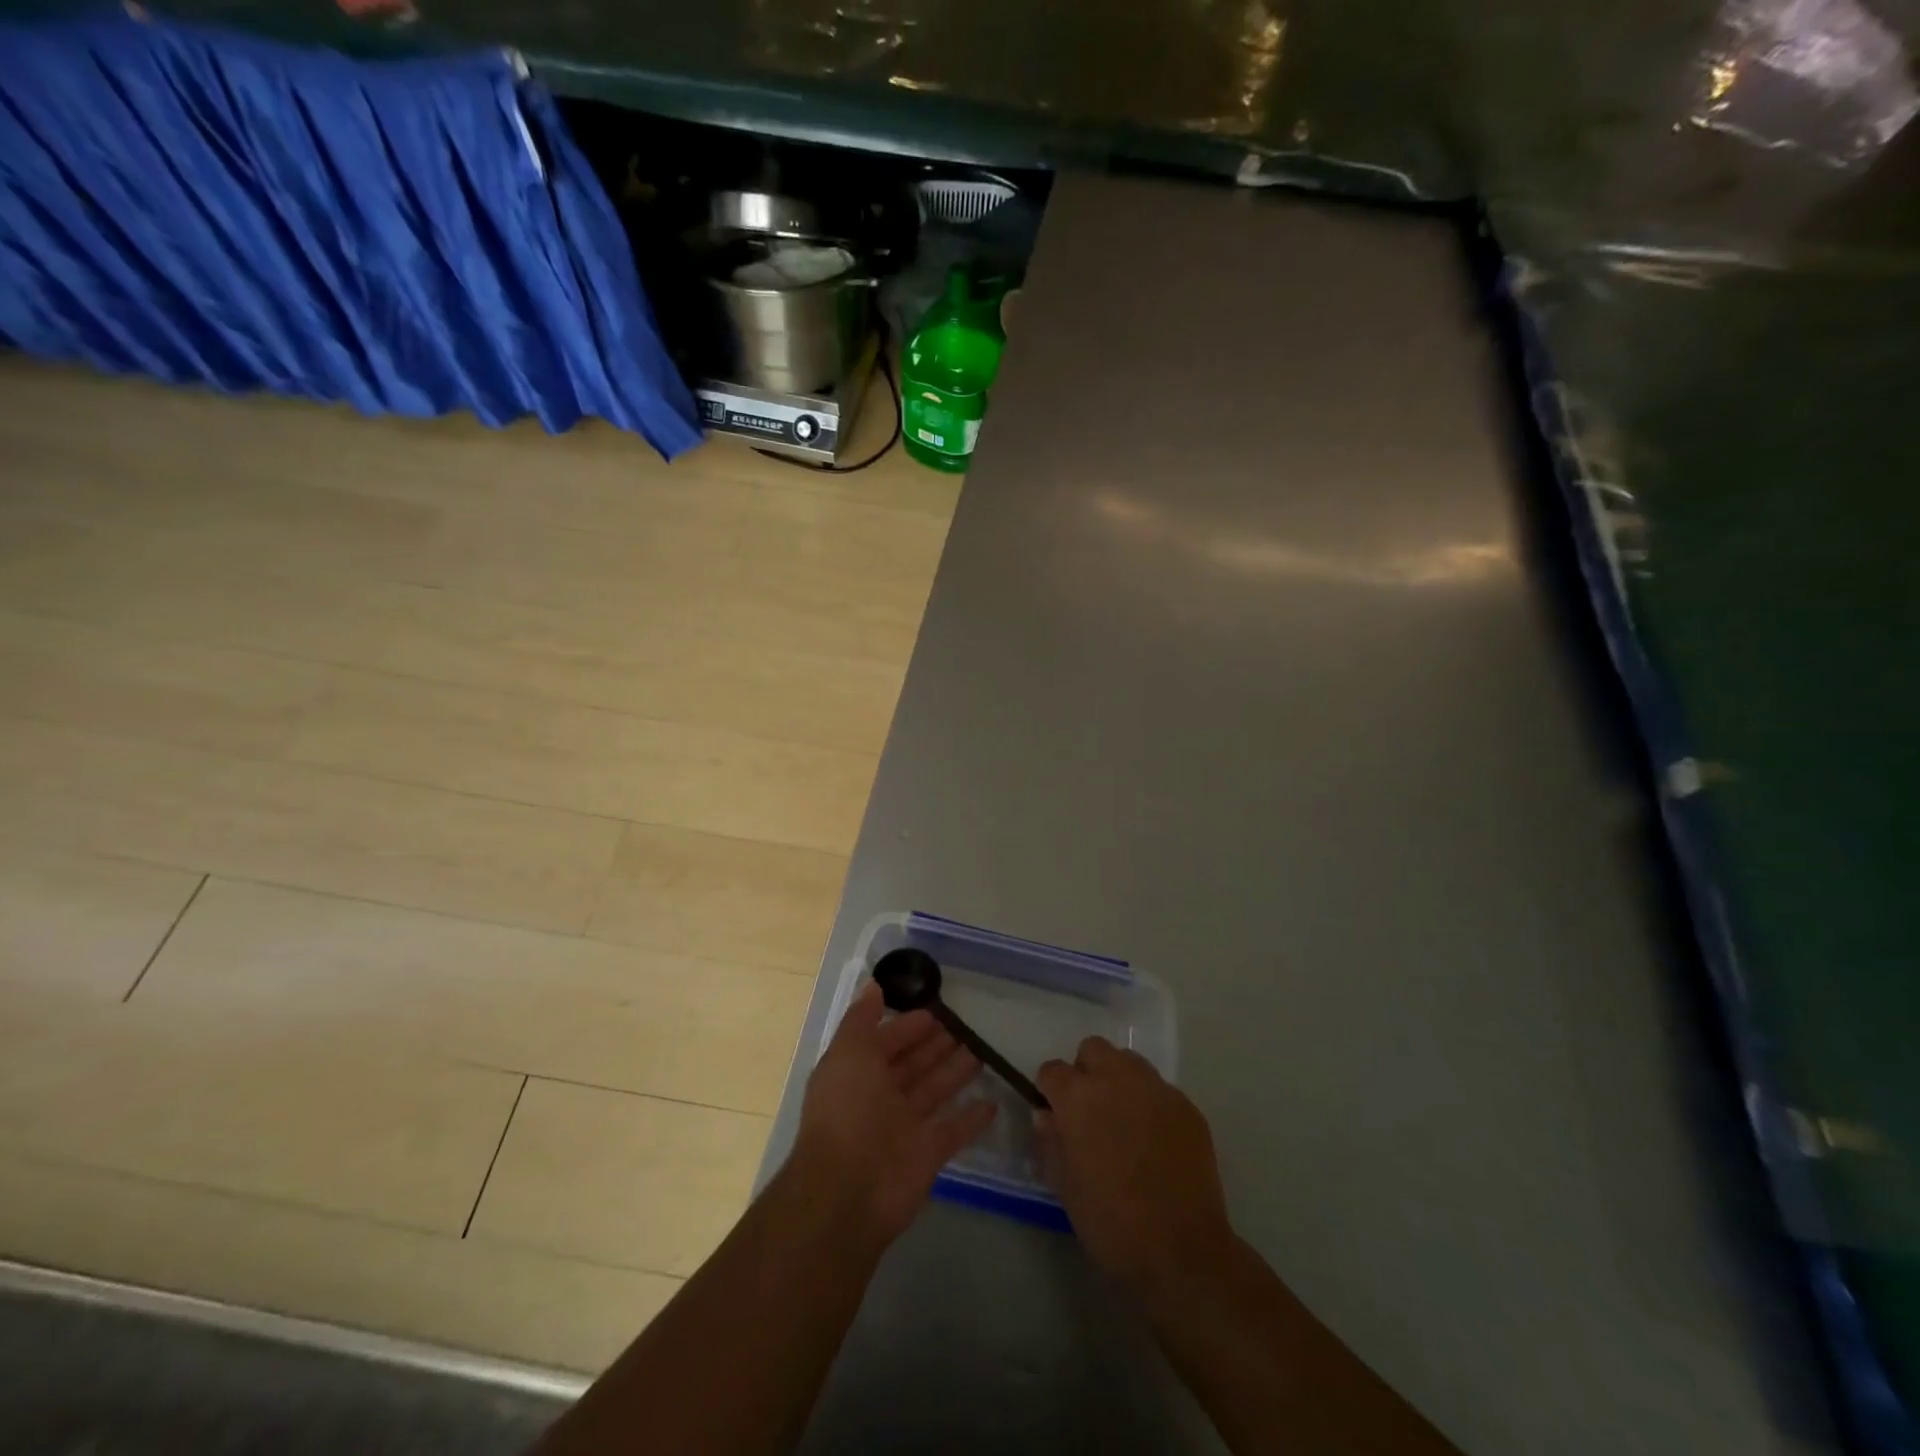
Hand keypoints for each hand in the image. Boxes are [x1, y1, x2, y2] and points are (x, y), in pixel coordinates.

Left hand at [788, 982, 996, 1245]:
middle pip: (912, 1064)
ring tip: (981, 1051)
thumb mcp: (849, 1052)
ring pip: (934, 1091)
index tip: (936, 1010)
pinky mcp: (927, 1154)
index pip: (886, 1041)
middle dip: (935, 1045)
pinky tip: (993, 1102)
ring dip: (955, 1072)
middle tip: (965, 1027)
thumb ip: (862, 1018)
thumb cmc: (847, 1111)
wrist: (848, 1192)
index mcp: (857, 1072)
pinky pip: (953, 1130)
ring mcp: (904, 1127)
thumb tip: (873, 985)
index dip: (907, 1025)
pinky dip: (972, 1117)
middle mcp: (879, 1097)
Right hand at [1036, 1037, 1234, 1298]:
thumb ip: (1050, 1141)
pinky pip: (1160, 1089)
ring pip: (1129, 1062)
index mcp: (1079, 1097)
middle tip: (1089, 1111)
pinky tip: (1155, 1140)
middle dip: (1085, 1072)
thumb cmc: (1111, 1223)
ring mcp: (1156, 1089)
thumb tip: (1046, 1115)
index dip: (1050, 1091)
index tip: (1055, 1115)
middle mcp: (1117, 1079)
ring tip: (1124, 1120)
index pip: (1052, 1070)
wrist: (1182, 1252)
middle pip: (1093, 1049)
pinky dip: (1150, 1103)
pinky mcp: (1187, 1106)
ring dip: (1119, 1080)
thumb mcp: (1065, 1187)